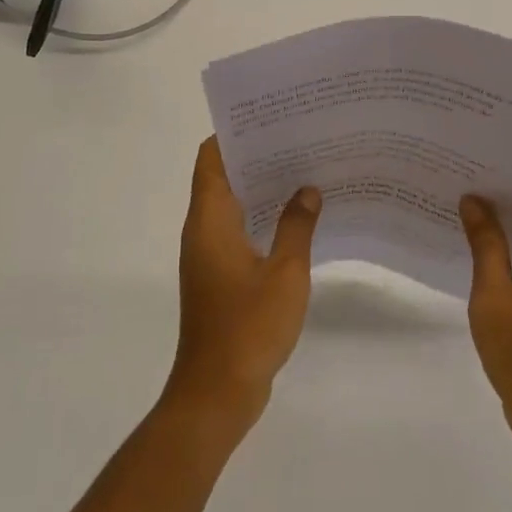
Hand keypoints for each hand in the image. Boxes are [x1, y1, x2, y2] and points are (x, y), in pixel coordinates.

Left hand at [165, 137, 322, 434]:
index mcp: (209, 220)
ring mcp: (209, 255)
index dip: (235, 133)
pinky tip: (299, 219)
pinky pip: (239, 231)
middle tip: (300, 139)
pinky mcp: (219, 277)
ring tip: (305, 170)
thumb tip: (308, 189)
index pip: (211, 158)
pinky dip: (263, 218)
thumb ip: (297, 226)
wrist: (217, 393)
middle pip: (223, 177)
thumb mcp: (285, 273)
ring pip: (233, 205)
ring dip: (262, 188)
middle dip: (257, 156)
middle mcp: (202, 231)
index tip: (270, 117)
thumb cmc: (248, 327)